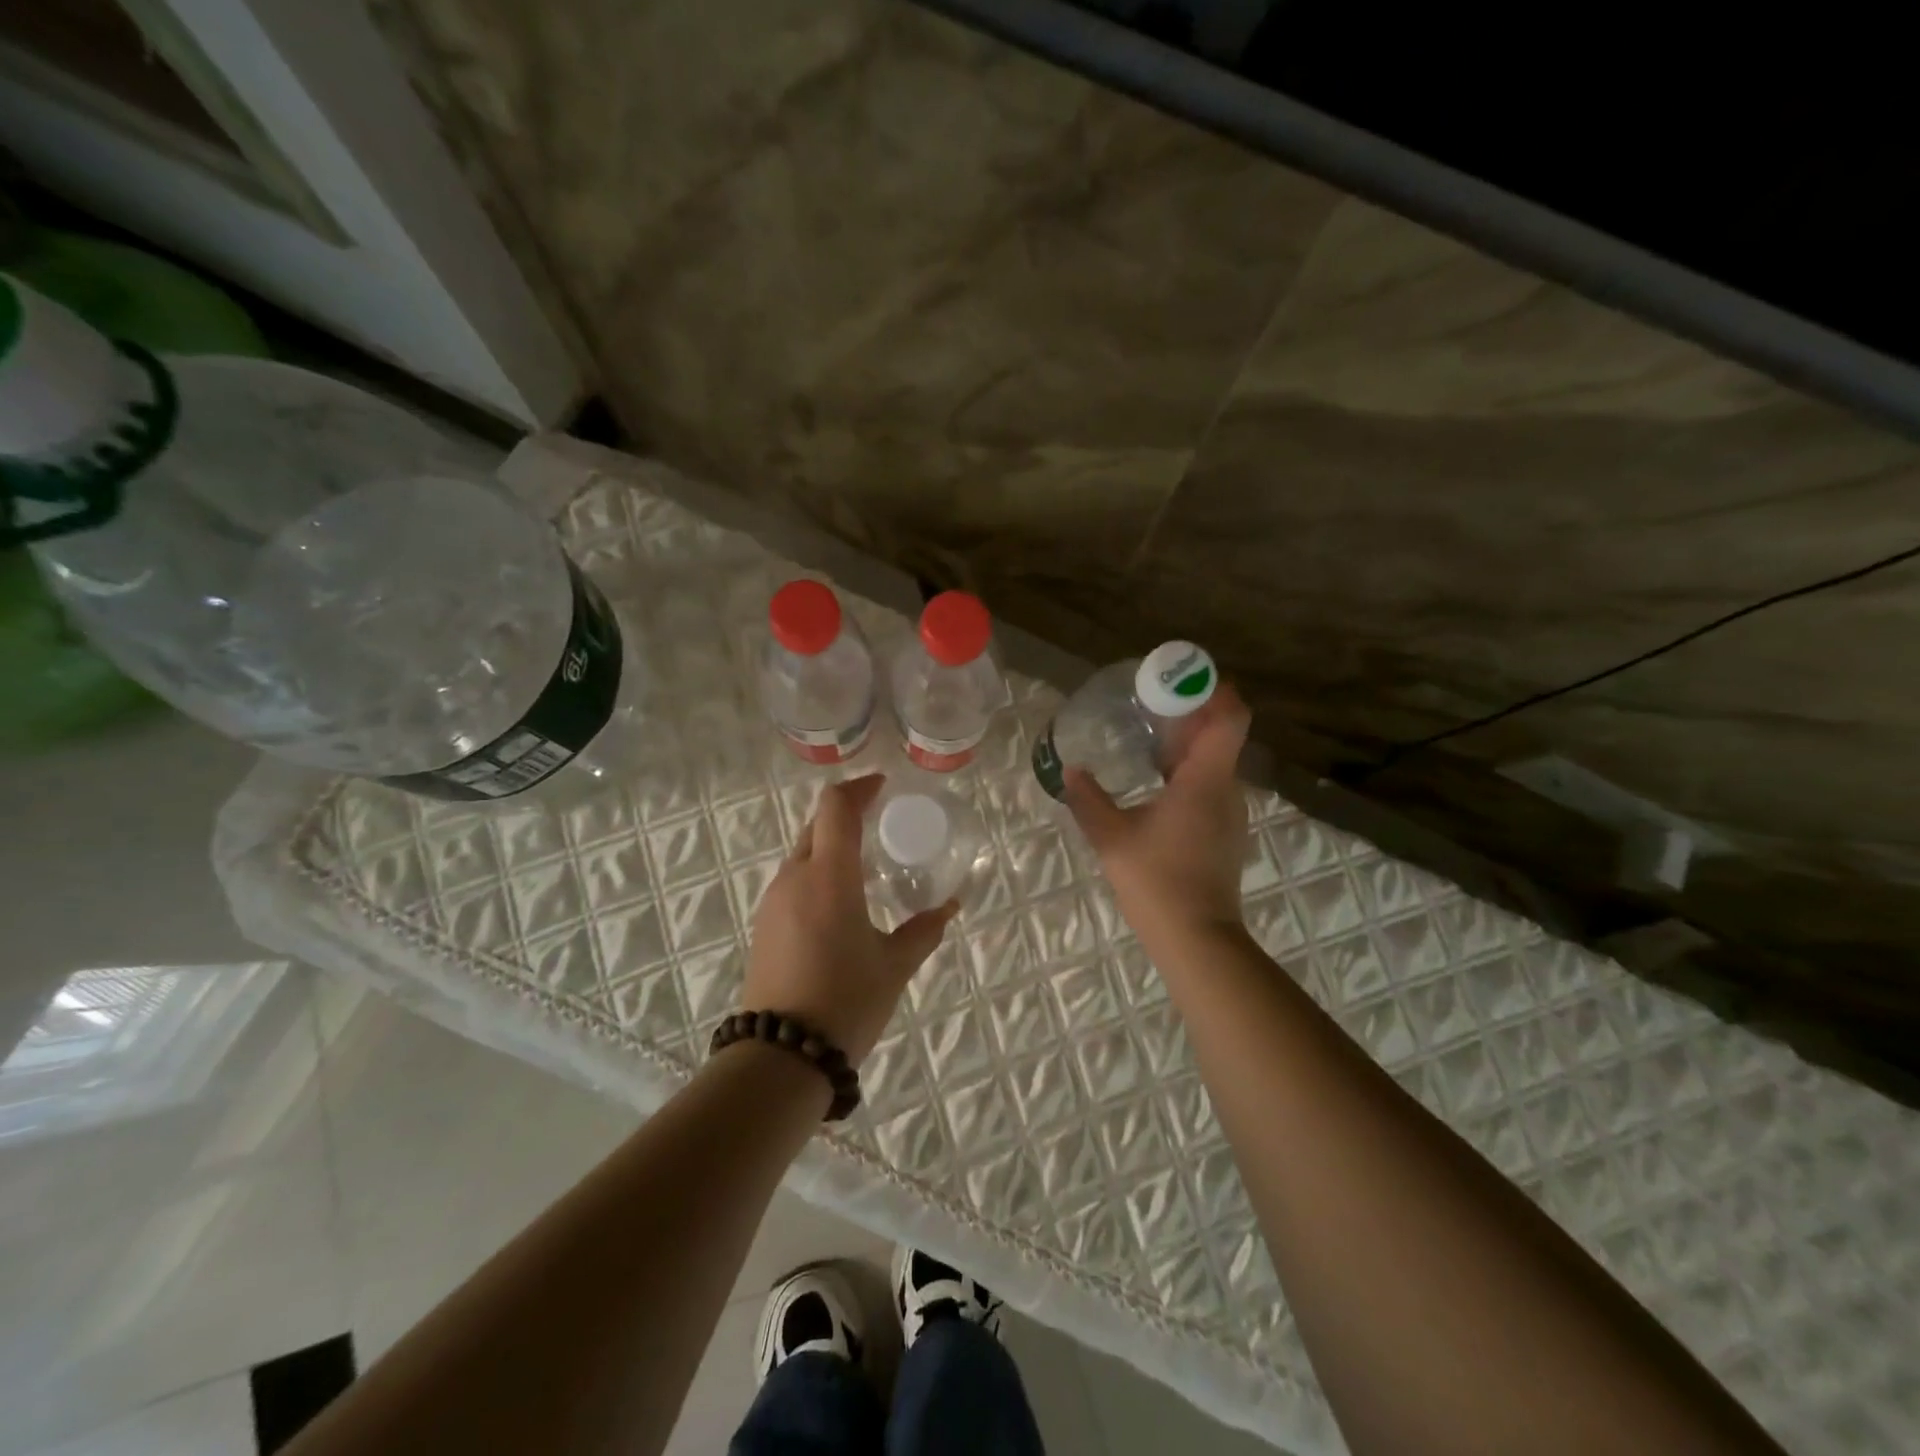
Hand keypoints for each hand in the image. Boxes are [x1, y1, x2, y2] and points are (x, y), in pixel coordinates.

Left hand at [743, 774, 956, 1063]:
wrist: (781, 1057)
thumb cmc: (845, 1001)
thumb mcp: (894, 966)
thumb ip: (923, 930)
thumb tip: (949, 908)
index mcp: (829, 876)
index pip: (835, 807)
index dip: (858, 788)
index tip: (883, 786)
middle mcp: (795, 877)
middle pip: (816, 825)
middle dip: (846, 815)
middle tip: (880, 824)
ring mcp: (773, 901)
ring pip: (803, 853)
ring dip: (831, 846)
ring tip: (865, 866)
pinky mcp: (764, 924)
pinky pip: (794, 880)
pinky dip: (818, 873)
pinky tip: (840, 902)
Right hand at [1065, 683, 1252, 945]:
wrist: (1198, 939)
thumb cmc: (1157, 881)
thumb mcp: (1111, 838)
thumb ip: (1088, 799)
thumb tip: (1071, 771)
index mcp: (1206, 780)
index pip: (1230, 717)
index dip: (1213, 689)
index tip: (1179, 676)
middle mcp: (1226, 789)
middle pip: (1220, 735)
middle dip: (1188, 712)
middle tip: (1148, 701)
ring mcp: (1229, 813)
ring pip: (1214, 762)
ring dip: (1187, 743)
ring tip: (1147, 737)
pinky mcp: (1222, 833)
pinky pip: (1209, 785)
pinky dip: (1187, 771)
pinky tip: (1155, 782)